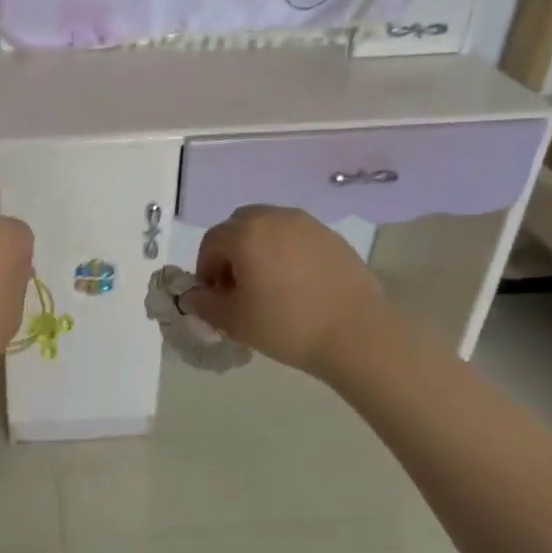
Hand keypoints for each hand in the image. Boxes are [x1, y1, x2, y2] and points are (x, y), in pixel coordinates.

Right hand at [183, 205, 394, 381]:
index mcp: (245, 233)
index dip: (205, 269)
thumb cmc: (287, 326)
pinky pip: (296, 238)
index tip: (214, 298)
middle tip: (238, 288)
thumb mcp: (233, 321)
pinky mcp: (332, 237)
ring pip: (269, 229)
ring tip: (269, 286)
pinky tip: (297, 286)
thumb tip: (194, 296)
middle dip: (231, 253)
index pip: (211, 242)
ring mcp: (307, 224)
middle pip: (239, 226)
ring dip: (259, 250)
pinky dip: (287, 253)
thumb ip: (204, 304)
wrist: (357, 335)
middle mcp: (274, 217)